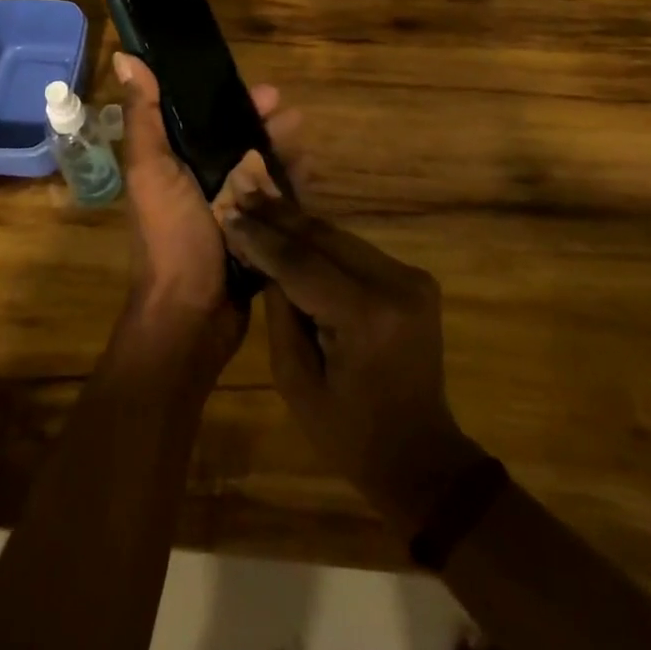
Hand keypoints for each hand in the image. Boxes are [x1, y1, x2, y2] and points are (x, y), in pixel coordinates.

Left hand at [110, 52, 295, 372]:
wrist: (191, 316)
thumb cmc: (170, 236)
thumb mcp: (151, 171)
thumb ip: (144, 116)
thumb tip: (124, 55)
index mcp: (173, 162)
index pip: (203, 118)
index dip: (230, 100)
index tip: (261, 90)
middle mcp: (200, 180)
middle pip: (238, 140)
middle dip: (264, 124)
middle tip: (291, 115)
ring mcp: (229, 209)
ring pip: (260, 168)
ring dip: (282, 151)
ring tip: (303, 142)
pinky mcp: (252, 233)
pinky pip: (274, 201)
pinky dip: (290, 184)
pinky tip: (309, 173)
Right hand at [224, 192, 486, 538]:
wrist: (421, 455)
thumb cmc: (350, 434)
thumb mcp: (297, 383)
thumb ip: (280, 312)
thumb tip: (264, 257)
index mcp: (365, 317)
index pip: (302, 263)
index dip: (262, 238)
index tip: (229, 215)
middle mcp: (394, 284)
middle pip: (325, 238)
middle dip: (279, 217)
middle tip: (242, 194)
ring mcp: (411, 277)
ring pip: (341, 238)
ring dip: (300, 225)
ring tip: (261, 204)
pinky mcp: (415, 278)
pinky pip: (358, 252)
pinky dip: (324, 243)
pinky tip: (294, 231)